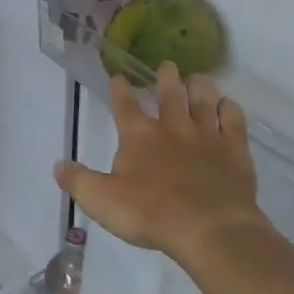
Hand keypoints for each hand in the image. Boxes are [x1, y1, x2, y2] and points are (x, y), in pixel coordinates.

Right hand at [54, 63, 260, 263]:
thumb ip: (78, 180)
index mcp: (138, 135)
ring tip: (198, 77)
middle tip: (167, 65)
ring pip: (204, 101)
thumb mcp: (101, 200)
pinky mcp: (234, 150)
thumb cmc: (151, 214)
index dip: (119, 89)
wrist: (210, 229)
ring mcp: (207, 136)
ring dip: (200, 87)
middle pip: (170, 94)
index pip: (125, 104)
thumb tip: (58, 165)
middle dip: (166, 77)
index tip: (118, 76)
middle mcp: (173, 127)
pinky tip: (228, 105)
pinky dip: (230, 109)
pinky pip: (234, 121)